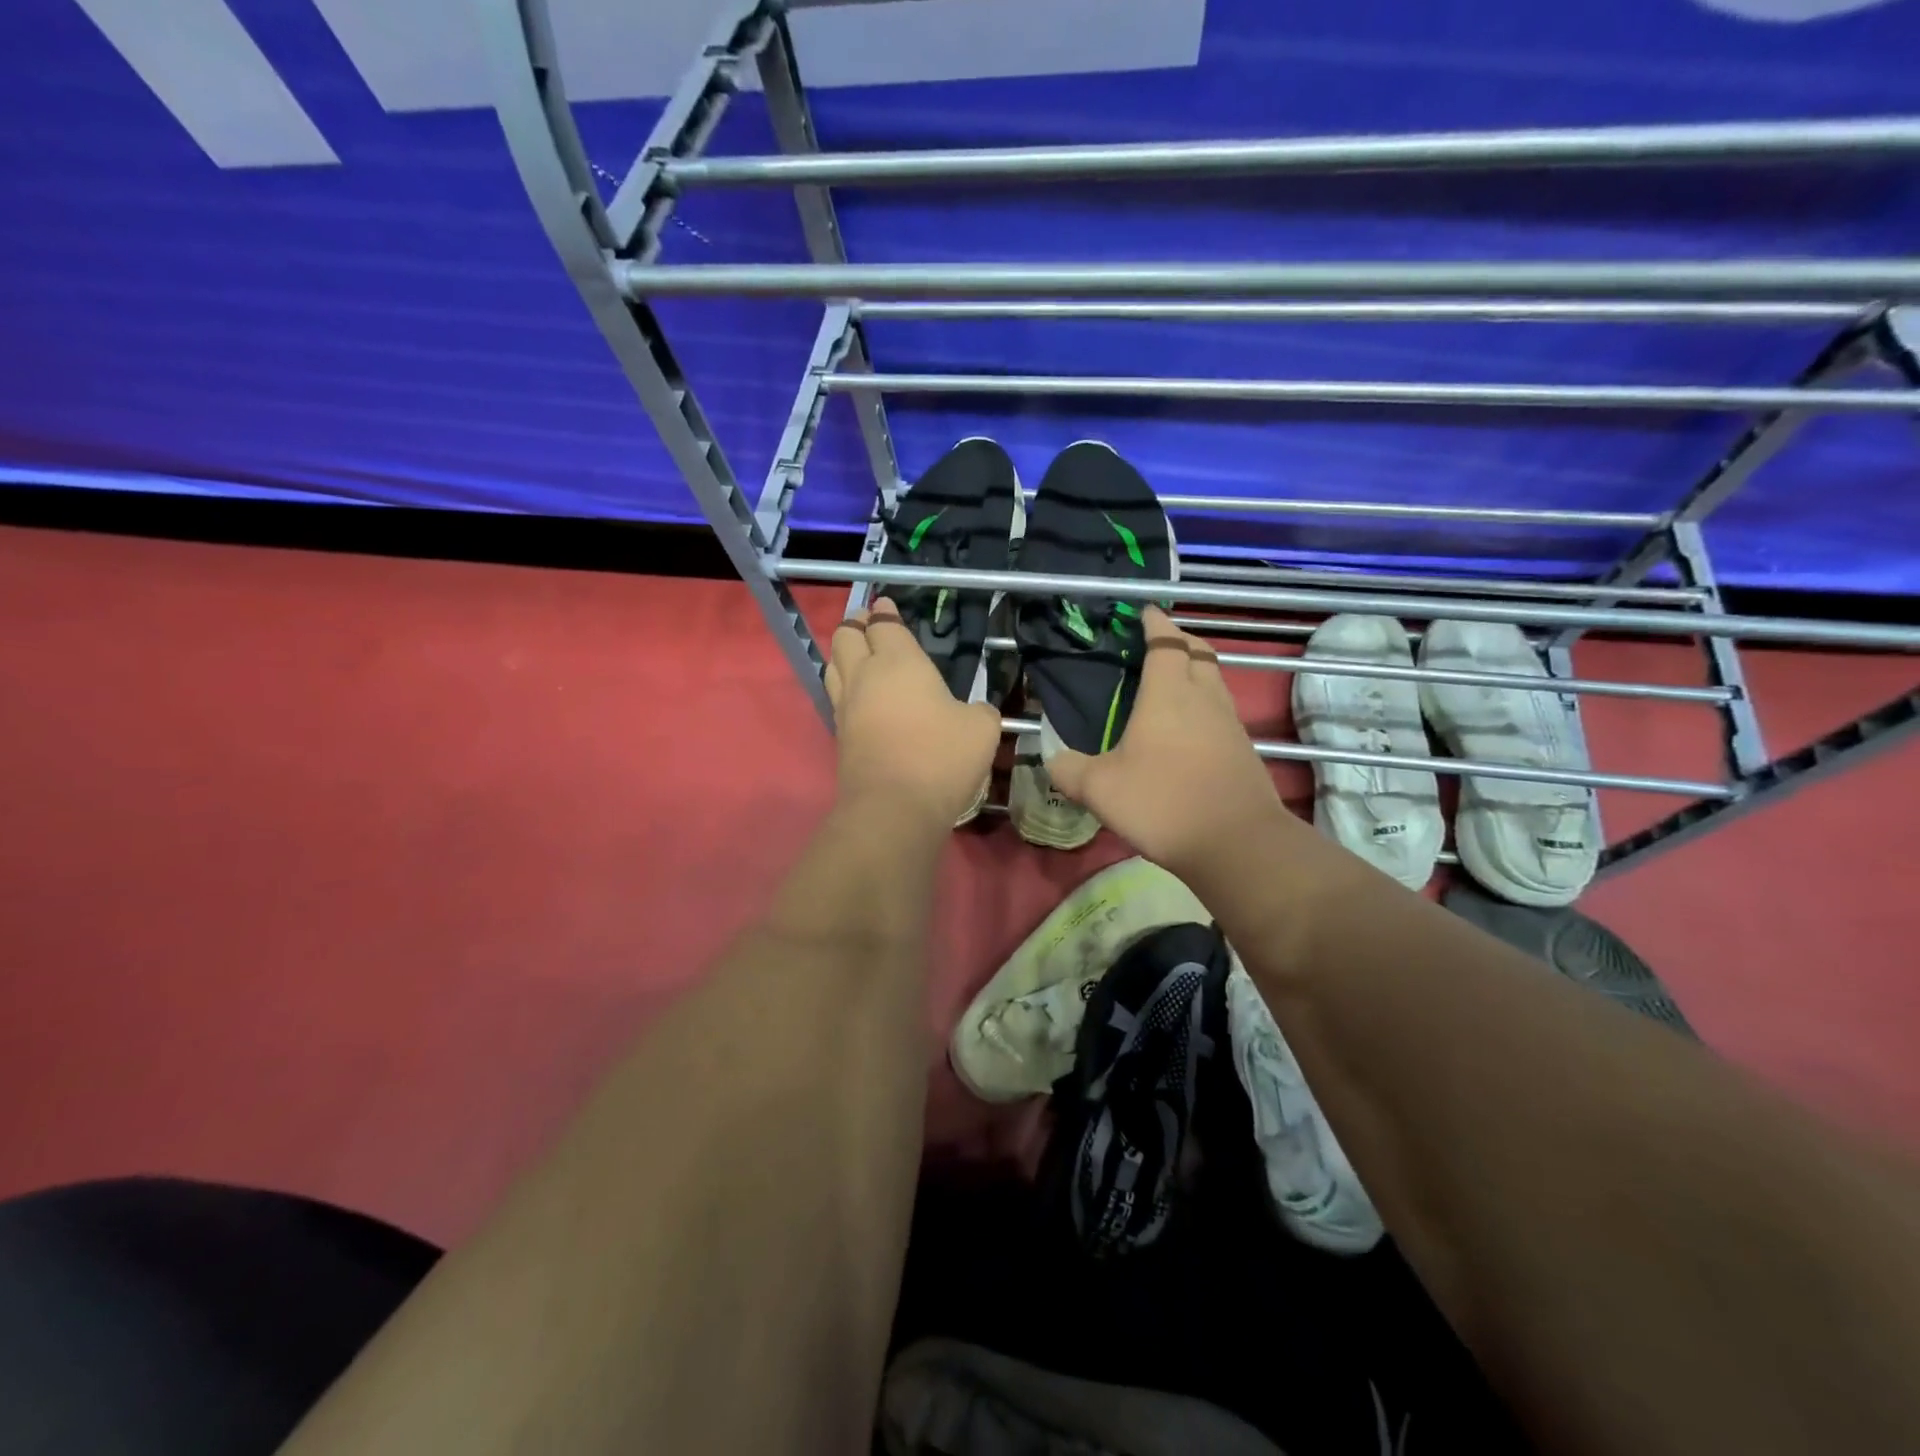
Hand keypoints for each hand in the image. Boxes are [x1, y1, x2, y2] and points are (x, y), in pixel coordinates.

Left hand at [825, 599, 1002, 828]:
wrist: (894, 808)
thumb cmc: (941, 757)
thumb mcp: (982, 728)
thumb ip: (979, 710)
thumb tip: (973, 712)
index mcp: (899, 662)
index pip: (884, 625)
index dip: (884, 612)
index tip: (885, 606)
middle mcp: (865, 676)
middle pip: (846, 636)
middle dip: (856, 624)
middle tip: (869, 624)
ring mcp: (846, 705)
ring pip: (833, 663)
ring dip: (843, 652)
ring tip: (858, 653)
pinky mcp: (839, 734)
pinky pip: (836, 695)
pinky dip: (843, 684)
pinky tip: (859, 694)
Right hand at [1045, 608, 1286, 874]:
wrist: (1236, 843)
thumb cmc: (1163, 803)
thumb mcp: (1099, 789)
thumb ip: (1069, 769)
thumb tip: (1053, 759)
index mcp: (1168, 694)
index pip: (1165, 641)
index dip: (1154, 623)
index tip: (1142, 613)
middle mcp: (1204, 697)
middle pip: (1198, 652)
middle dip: (1178, 640)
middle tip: (1155, 645)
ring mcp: (1229, 722)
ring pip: (1213, 680)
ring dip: (1194, 671)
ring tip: (1168, 685)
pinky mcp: (1243, 749)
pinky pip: (1221, 710)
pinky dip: (1203, 704)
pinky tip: (1185, 730)